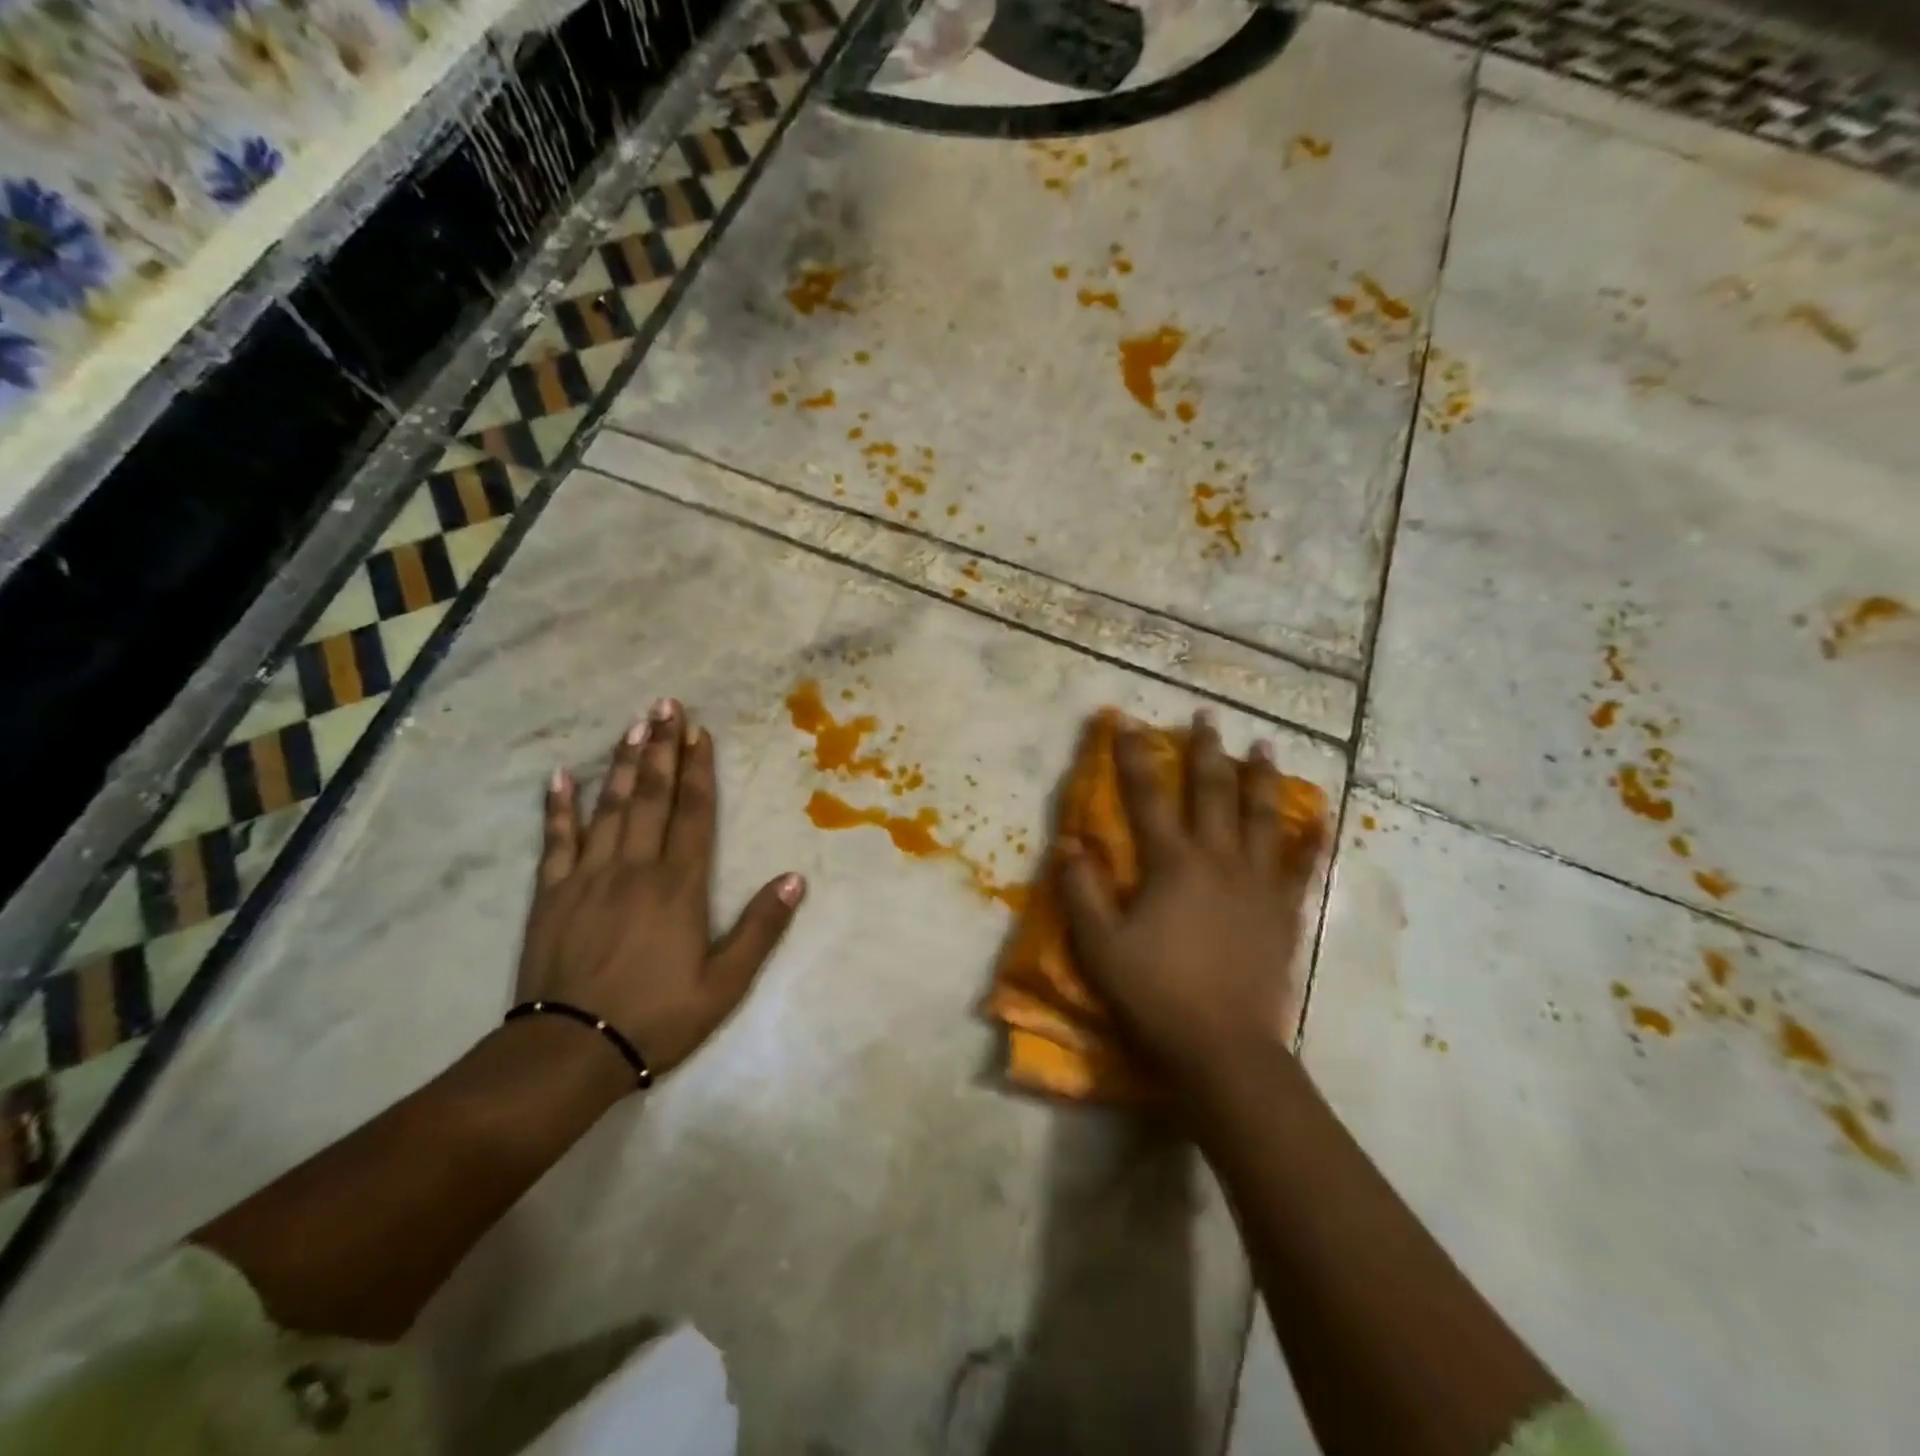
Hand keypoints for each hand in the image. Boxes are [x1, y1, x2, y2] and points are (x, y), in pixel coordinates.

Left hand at [515, 699, 805, 1084]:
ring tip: (633, 725)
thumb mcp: (725, 984)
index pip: (693, 813)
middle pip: (651, 797)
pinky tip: (561, 776)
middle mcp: (634, 868)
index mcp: (678, 886)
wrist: (569, 1051)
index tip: (699, 732)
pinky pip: (555, 841)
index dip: (698, 770)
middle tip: (665, 705)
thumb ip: (760, 928)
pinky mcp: (551, 894)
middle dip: (661, 748)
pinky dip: (558, 807)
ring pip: (609, 807)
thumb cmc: (657, 1018)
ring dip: (623, 764)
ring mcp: (587, 877)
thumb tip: (795, 879)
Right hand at [1057, 712, 1323, 1090]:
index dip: (1133, 755)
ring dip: (1259, 778)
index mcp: (1172, 863)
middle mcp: (1218, 859)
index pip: (1146, 796)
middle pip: (1212, 792)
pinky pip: (1301, 867)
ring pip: (1261, 817)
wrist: (1224, 1047)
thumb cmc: (1155, 993)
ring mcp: (1257, 884)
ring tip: (1264, 746)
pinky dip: (1311, 840)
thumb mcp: (1099, 946)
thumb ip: (1081, 890)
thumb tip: (1068, 842)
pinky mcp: (1283, 912)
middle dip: (1206, 750)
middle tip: (1208, 714)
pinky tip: (1321, 819)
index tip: (1125, 720)